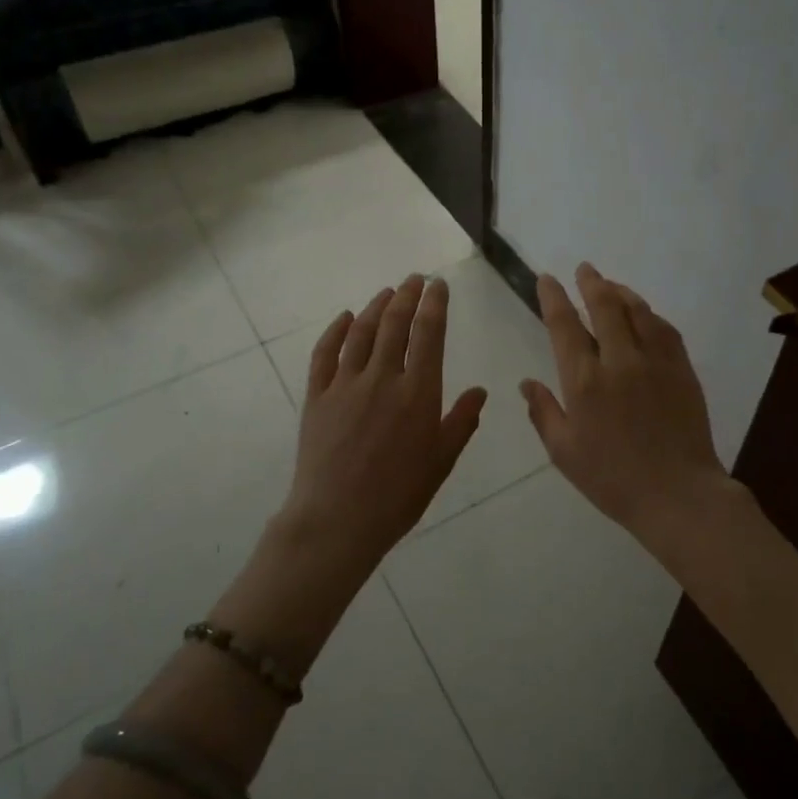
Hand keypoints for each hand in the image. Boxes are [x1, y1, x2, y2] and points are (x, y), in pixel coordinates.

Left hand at [273, 274, 487, 578]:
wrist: (338, 519)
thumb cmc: (399, 495)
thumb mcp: (442, 461)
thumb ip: (462, 421)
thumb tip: (480, 390)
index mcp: (418, 392)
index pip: (429, 334)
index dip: (434, 305)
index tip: (438, 285)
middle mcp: (383, 378)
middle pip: (395, 324)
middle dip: (406, 296)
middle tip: (414, 280)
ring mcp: (345, 384)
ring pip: (361, 332)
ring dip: (375, 307)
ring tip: (386, 292)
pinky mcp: (317, 396)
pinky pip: (324, 354)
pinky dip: (335, 331)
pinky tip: (344, 318)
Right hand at [521, 264, 735, 546]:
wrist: (677, 494)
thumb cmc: (612, 479)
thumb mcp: (564, 452)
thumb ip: (544, 412)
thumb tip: (527, 382)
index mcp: (584, 381)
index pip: (564, 325)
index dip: (553, 297)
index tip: (547, 280)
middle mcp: (619, 360)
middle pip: (604, 306)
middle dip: (591, 282)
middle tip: (584, 269)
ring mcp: (655, 361)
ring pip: (637, 311)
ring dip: (621, 292)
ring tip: (610, 285)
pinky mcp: (682, 369)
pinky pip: (664, 329)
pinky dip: (650, 315)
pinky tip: (644, 314)